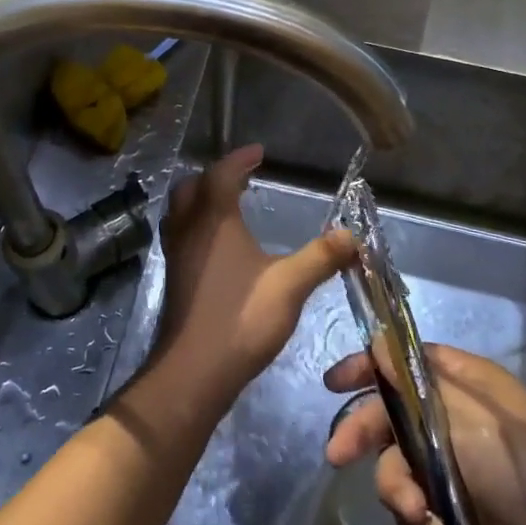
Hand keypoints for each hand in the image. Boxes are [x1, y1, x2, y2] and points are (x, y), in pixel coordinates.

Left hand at [148, 146, 357, 413]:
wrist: (193, 372)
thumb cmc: (241, 319)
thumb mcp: (290, 285)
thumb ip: (321, 257)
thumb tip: (352, 234)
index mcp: (214, 220)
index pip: (222, 174)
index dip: (239, 160)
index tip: (258, 152)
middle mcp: (189, 229)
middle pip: (193, 187)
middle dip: (216, 175)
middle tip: (241, 177)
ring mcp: (176, 254)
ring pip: (181, 211)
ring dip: (201, 199)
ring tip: (227, 205)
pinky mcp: (174, 278)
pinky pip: (180, 234)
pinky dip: (196, 224)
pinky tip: (217, 247)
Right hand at [323, 343, 525, 524]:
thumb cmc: (522, 471)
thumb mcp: (472, 417)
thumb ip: (416, 385)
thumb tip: (376, 343)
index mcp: (467, 386)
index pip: (407, 362)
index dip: (370, 366)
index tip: (334, 382)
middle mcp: (453, 419)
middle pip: (390, 414)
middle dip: (364, 434)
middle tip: (338, 454)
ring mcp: (449, 468)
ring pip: (395, 464)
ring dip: (398, 488)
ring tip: (418, 512)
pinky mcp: (446, 511)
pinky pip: (410, 505)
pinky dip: (416, 518)